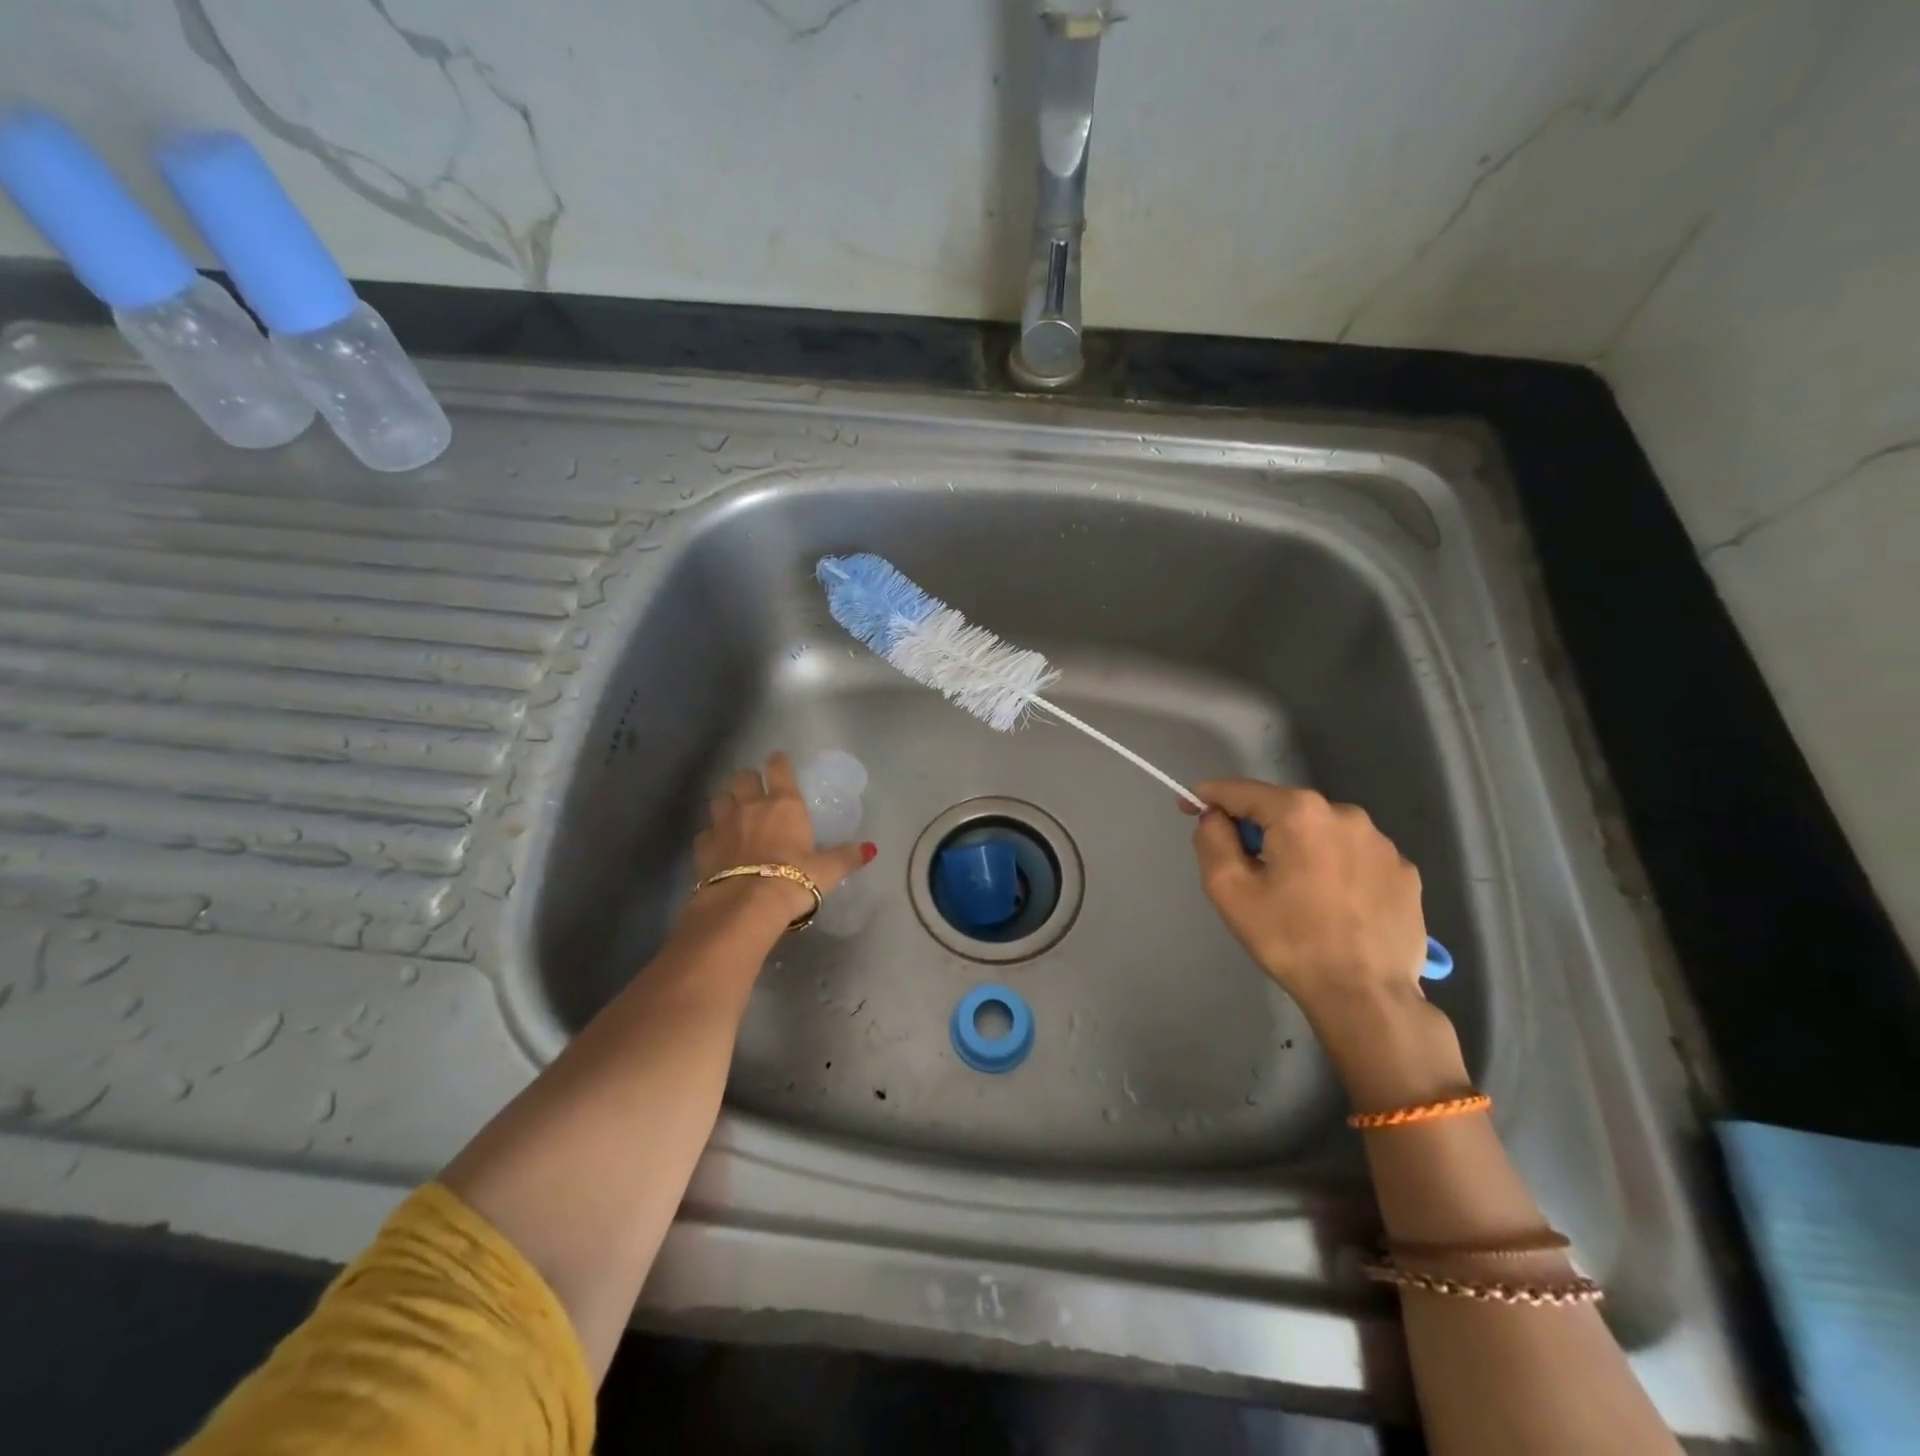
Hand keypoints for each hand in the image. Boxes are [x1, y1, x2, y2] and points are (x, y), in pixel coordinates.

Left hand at [691, 752, 875, 927]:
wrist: (745, 905)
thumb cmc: (794, 879)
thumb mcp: (828, 870)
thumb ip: (847, 856)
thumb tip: (870, 848)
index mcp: (784, 804)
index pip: (779, 769)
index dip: (779, 762)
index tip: (779, 761)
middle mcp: (751, 806)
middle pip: (742, 777)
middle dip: (748, 779)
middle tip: (754, 789)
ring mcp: (723, 825)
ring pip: (719, 799)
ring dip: (726, 802)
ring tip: (733, 813)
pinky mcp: (703, 848)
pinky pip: (705, 832)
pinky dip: (711, 835)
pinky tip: (718, 845)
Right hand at [1188, 780, 1430, 1031]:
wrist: (1366, 996)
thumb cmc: (1288, 938)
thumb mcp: (1229, 889)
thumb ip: (1212, 839)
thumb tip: (1215, 817)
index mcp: (1299, 812)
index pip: (1241, 790)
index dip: (1208, 797)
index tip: (1188, 807)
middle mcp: (1345, 813)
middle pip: (1284, 810)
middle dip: (1259, 830)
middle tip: (1247, 870)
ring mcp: (1382, 842)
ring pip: (1321, 833)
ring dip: (1299, 849)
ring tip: (1295, 893)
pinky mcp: (1405, 872)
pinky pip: (1354, 857)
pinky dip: (1335, 869)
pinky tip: (1333, 905)